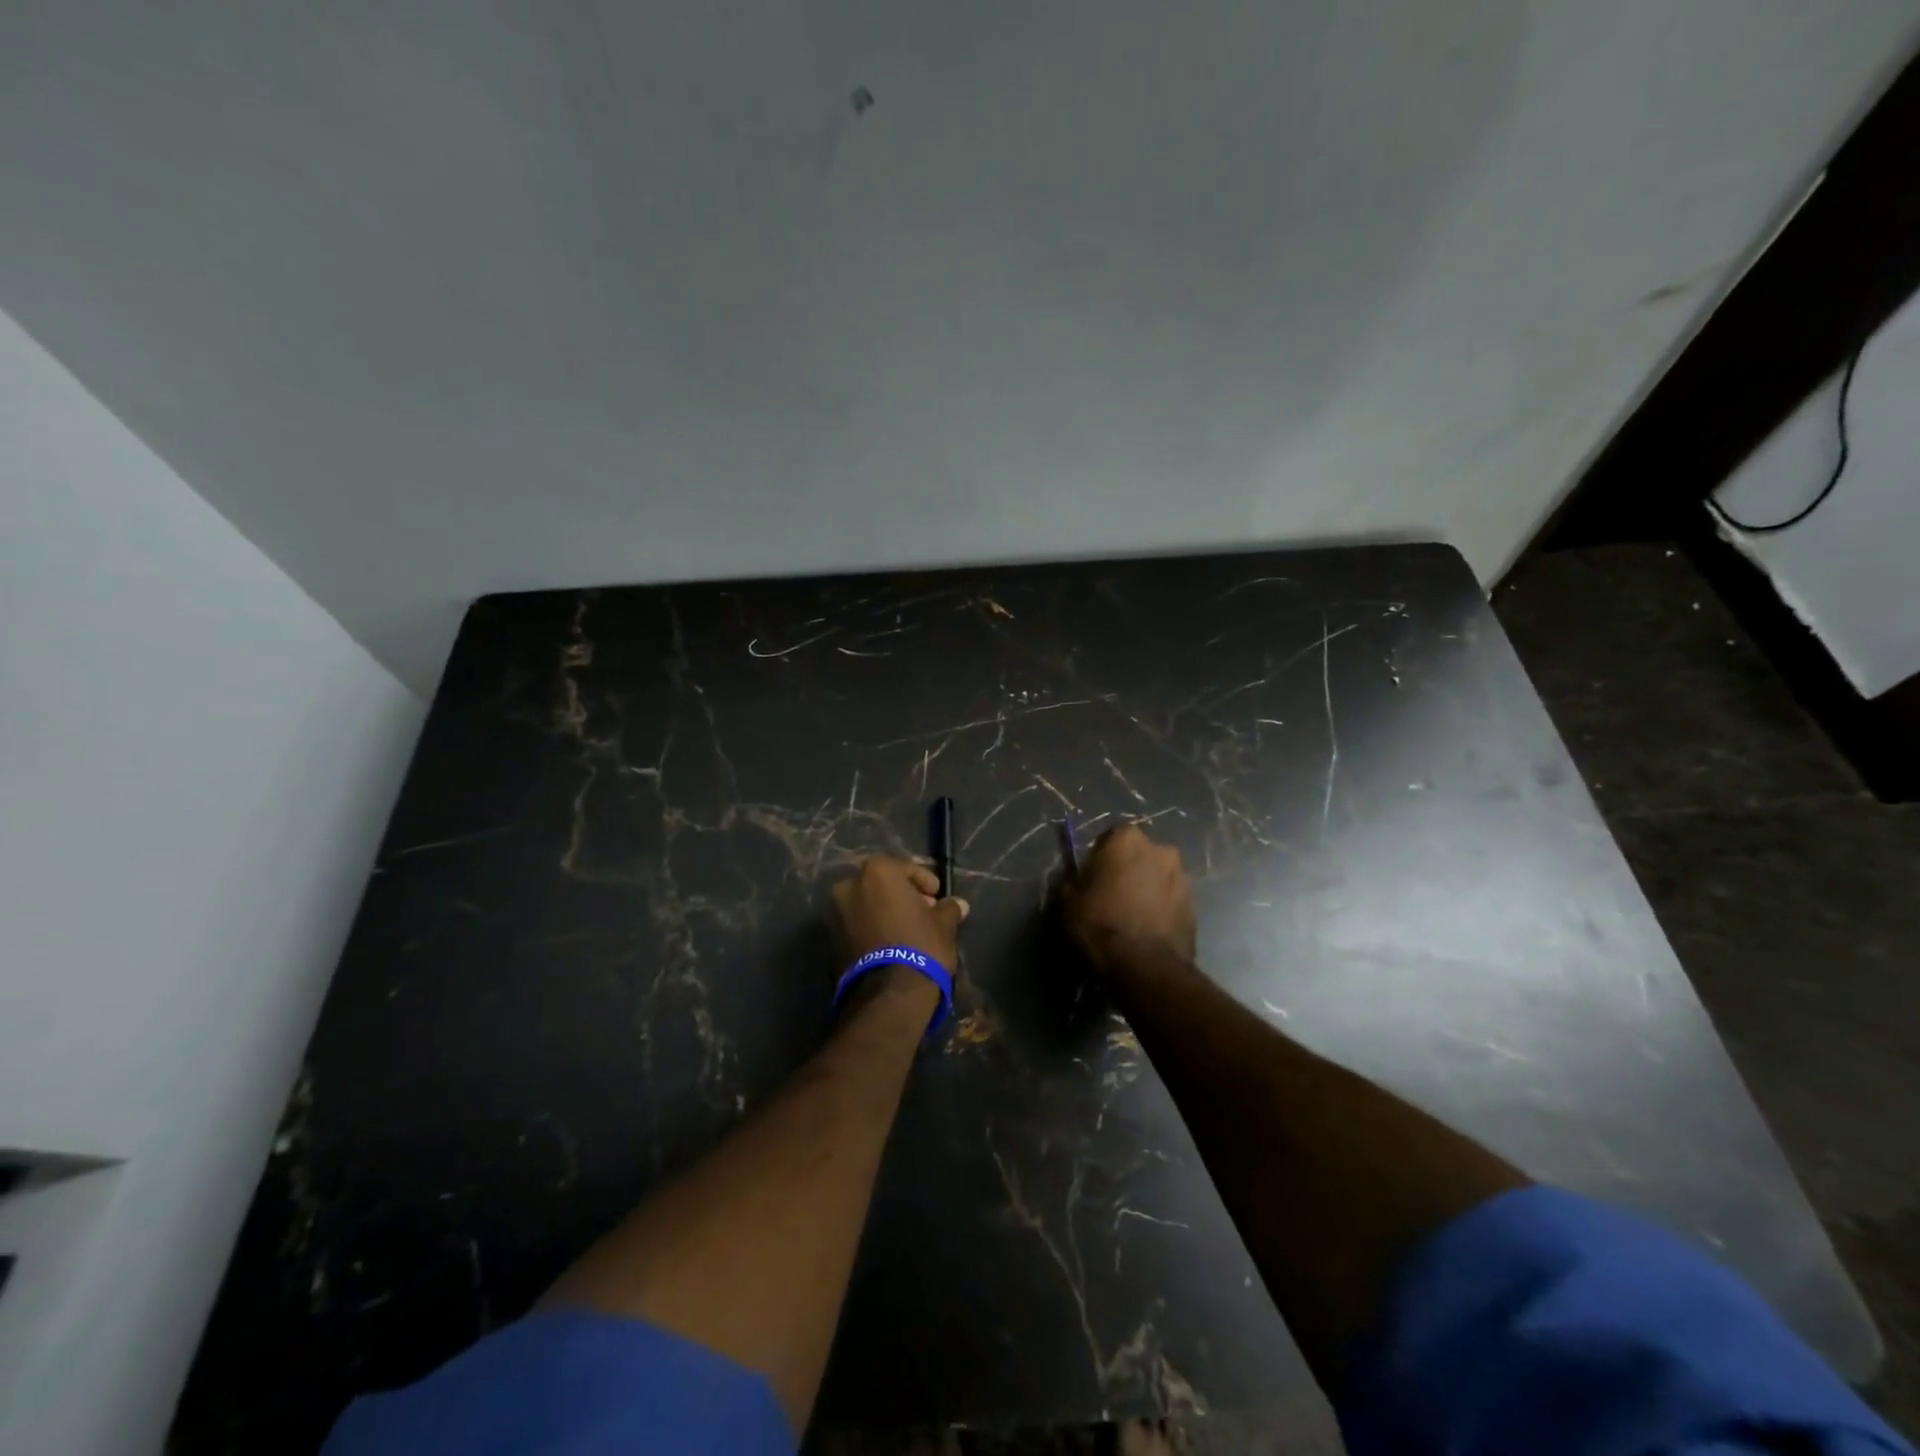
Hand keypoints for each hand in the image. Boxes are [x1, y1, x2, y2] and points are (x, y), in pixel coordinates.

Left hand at [832, 858, 968, 970]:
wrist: (888, 993)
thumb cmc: (920, 945)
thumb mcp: (944, 924)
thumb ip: (948, 908)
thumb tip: (958, 905)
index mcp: (876, 871)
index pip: (906, 869)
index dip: (925, 883)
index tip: (937, 897)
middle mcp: (849, 885)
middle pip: (881, 885)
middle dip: (901, 896)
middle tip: (922, 913)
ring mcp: (835, 913)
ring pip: (866, 905)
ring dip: (884, 913)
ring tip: (906, 932)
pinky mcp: (829, 940)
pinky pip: (855, 926)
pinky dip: (870, 929)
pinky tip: (889, 944)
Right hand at [1060, 824, 1195, 970]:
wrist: (1145, 967)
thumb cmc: (1100, 924)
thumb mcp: (1067, 902)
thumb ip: (1071, 881)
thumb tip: (1075, 880)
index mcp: (1127, 839)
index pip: (1110, 837)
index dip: (1099, 857)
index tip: (1091, 878)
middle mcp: (1160, 850)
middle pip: (1139, 855)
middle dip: (1128, 870)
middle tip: (1112, 895)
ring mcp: (1182, 877)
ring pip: (1158, 877)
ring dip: (1147, 888)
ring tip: (1132, 916)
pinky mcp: (1194, 905)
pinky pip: (1171, 900)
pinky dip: (1161, 908)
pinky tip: (1147, 929)